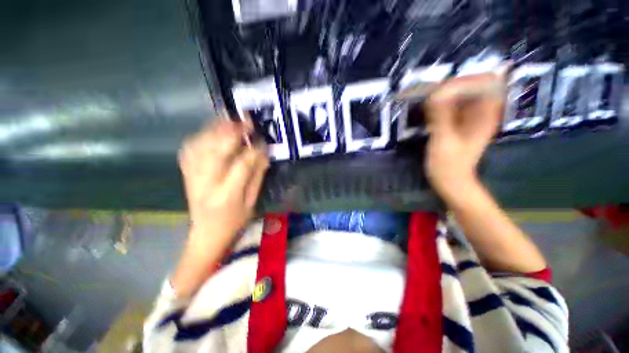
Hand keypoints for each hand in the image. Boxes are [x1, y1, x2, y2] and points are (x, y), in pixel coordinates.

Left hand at [179, 117, 268, 246]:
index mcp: (227, 194)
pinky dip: (200, 136)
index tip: (263, 140)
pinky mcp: (186, 174)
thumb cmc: (234, 222)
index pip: (242, 165)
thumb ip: (257, 177)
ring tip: (230, 120)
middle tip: (246, 121)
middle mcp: (205, 183)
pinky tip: (211, 131)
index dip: (254, 150)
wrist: (206, 234)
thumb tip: (264, 154)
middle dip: (233, 132)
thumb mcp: (252, 202)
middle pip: (216, 150)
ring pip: (200, 146)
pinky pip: (189, 149)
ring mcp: (192, 177)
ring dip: (215, 130)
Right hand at [424, 73, 504, 201]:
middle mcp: (482, 112)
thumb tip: (436, 92)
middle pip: (471, 86)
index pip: (484, 82)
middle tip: (427, 92)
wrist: (451, 182)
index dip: (464, 81)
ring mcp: (471, 117)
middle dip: (450, 86)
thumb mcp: (444, 140)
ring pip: (460, 95)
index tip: (441, 89)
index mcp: (486, 115)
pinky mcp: (459, 123)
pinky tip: (428, 109)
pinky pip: (452, 106)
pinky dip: (441, 105)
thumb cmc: (449, 165)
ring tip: (425, 98)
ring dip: (443, 94)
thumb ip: (441, 116)